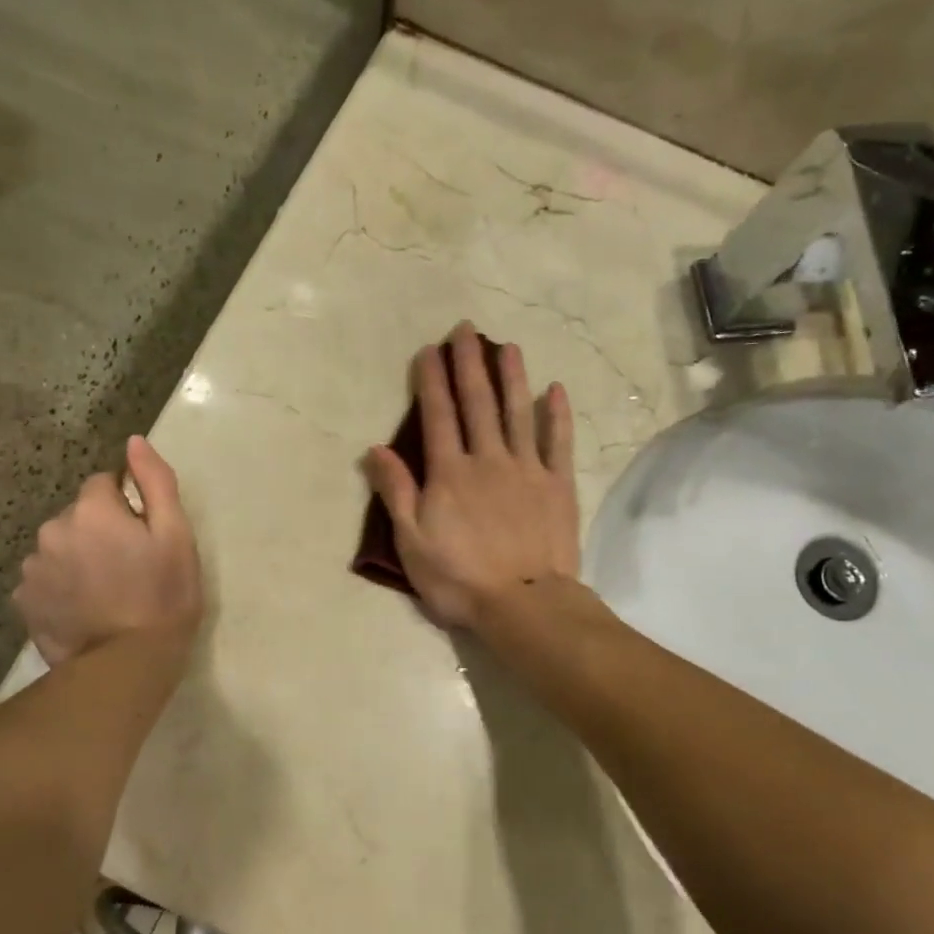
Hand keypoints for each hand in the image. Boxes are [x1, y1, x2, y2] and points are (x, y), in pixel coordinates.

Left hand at [13, 436, 202, 664]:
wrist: (127, 664)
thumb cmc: (164, 596)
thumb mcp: (176, 536)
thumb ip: (155, 483)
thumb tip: (135, 442)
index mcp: (91, 509)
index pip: (104, 484)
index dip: (127, 506)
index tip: (143, 537)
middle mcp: (53, 529)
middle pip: (79, 516)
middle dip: (99, 531)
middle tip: (128, 568)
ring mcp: (33, 568)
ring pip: (59, 548)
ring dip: (77, 558)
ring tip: (105, 593)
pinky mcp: (24, 601)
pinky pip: (45, 579)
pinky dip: (61, 587)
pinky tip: (83, 610)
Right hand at [362, 323, 578, 628]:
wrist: (523, 604)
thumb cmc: (459, 578)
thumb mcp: (411, 542)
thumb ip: (396, 492)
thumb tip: (376, 449)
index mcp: (449, 474)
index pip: (438, 417)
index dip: (431, 381)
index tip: (429, 350)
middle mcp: (487, 460)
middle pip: (477, 404)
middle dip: (469, 365)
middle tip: (466, 330)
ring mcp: (527, 470)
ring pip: (517, 413)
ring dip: (511, 378)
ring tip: (508, 346)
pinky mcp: (557, 486)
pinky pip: (557, 443)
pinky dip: (556, 415)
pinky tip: (555, 390)